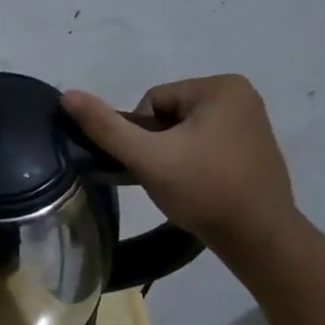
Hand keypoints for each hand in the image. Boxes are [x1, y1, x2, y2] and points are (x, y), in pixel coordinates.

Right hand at [62, 74, 300, 257]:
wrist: (257, 237)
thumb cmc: (203, 190)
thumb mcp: (148, 157)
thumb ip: (106, 127)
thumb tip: (67, 95)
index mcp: (221, 86)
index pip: (151, 101)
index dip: (142, 135)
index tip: (156, 164)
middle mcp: (241, 94)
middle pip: (167, 113)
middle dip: (159, 144)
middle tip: (167, 177)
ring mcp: (251, 119)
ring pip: (183, 130)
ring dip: (173, 154)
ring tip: (182, 184)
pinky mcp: (253, 144)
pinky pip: (205, 142)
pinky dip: (194, 161)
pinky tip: (198, 185)